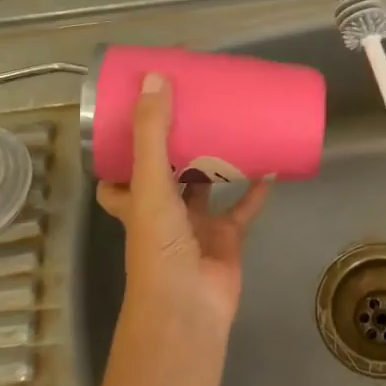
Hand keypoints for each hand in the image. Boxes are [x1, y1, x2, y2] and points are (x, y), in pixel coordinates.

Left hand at [96, 73, 272, 336]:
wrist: (189, 307)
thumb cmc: (159, 247)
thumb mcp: (150, 184)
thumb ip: (153, 134)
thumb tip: (154, 78)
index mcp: (134, 201)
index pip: (117, 175)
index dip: (122, 150)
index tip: (137, 118)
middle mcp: (161, 212)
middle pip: (165, 175)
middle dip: (175, 146)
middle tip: (192, 110)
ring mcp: (195, 226)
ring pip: (205, 187)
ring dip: (215, 161)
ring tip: (229, 126)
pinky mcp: (226, 238)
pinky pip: (243, 208)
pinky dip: (255, 190)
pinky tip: (268, 164)